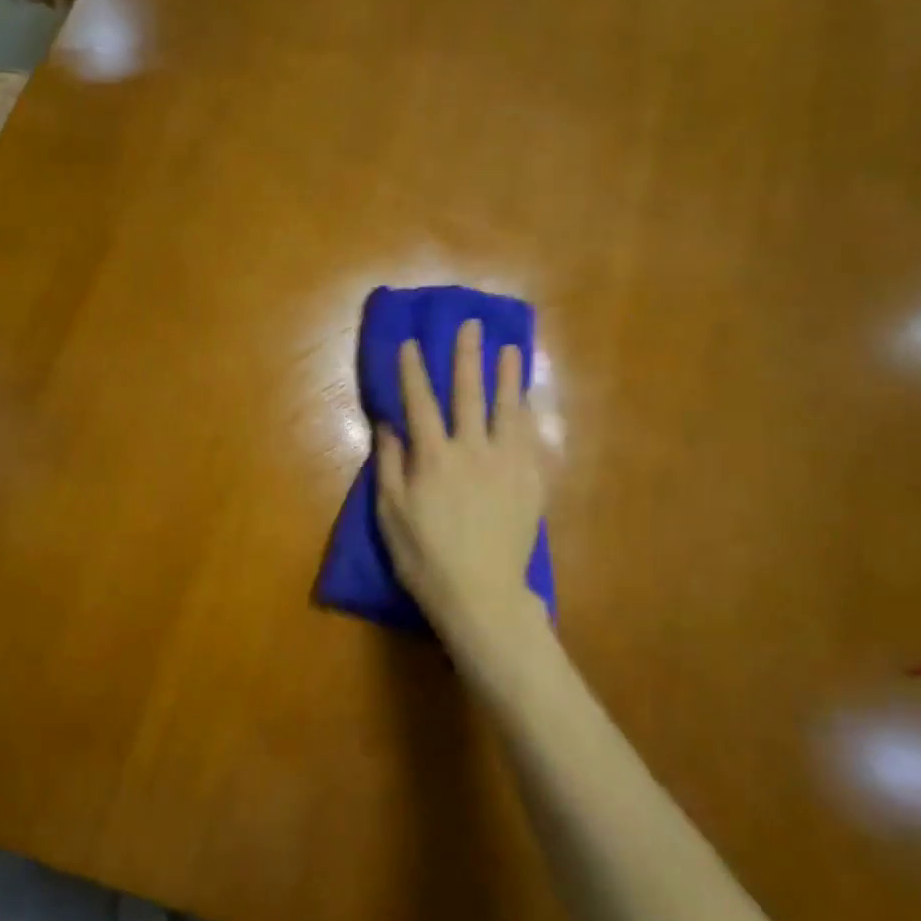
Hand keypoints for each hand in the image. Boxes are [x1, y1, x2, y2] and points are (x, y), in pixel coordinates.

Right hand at [375, 319, 548, 666]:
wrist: (481, 594)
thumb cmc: (425, 557)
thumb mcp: (390, 514)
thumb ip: (390, 464)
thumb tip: (388, 424)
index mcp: (434, 457)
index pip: (420, 402)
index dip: (413, 370)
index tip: (410, 342)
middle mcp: (472, 450)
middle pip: (469, 393)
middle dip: (467, 356)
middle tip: (470, 326)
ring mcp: (507, 464)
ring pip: (508, 409)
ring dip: (508, 376)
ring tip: (510, 349)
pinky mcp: (531, 481)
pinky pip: (532, 437)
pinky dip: (529, 413)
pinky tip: (529, 400)